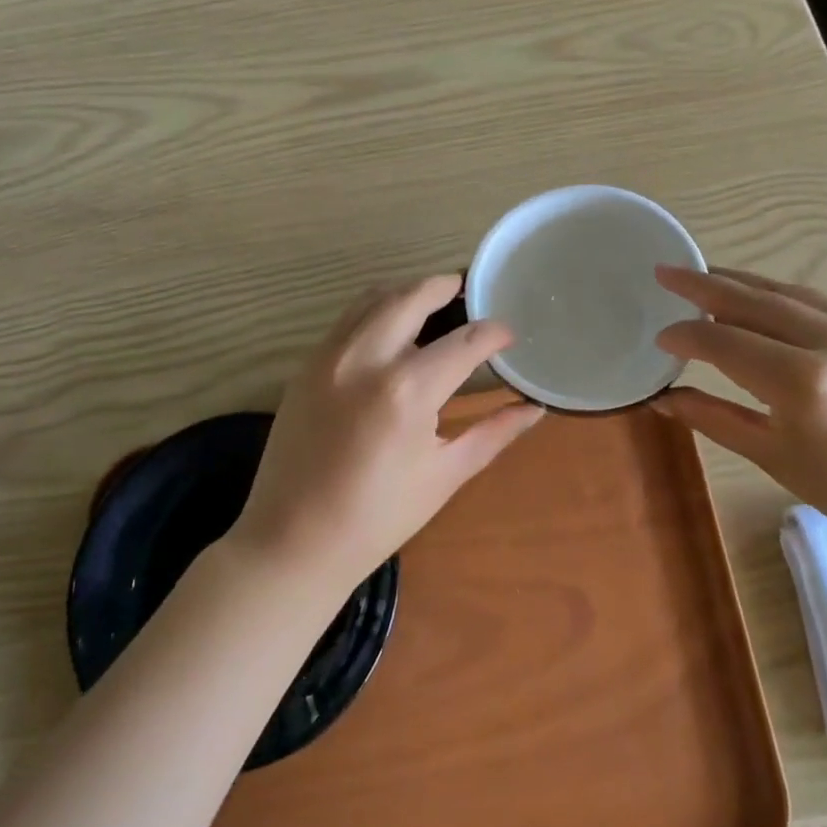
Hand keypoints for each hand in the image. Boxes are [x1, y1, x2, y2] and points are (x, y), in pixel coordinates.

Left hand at [230, 275, 543, 599]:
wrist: (293, 541)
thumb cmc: (378, 517)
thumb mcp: (445, 475)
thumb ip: (493, 432)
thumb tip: (534, 408)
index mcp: (407, 391)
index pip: (464, 342)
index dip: (494, 334)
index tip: (508, 335)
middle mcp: (366, 358)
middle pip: (413, 296)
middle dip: (447, 286)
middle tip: (470, 289)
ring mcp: (329, 356)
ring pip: (374, 297)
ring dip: (409, 291)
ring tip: (434, 302)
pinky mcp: (307, 364)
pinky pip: (347, 318)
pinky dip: (376, 310)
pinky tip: (392, 329)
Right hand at [652, 267, 826, 562]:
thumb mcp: (773, 456)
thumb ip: (713, 418)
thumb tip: (663, 398)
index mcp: (803, 382)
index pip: (725, 341)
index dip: (686, 336)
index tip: (660, 337)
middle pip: (752, 301)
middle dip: (703, 285)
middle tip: (665, 271)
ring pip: (784, 292)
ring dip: (739, 282)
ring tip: (702, 276)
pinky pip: (815, 300)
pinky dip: (777, 294)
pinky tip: (757, 296)